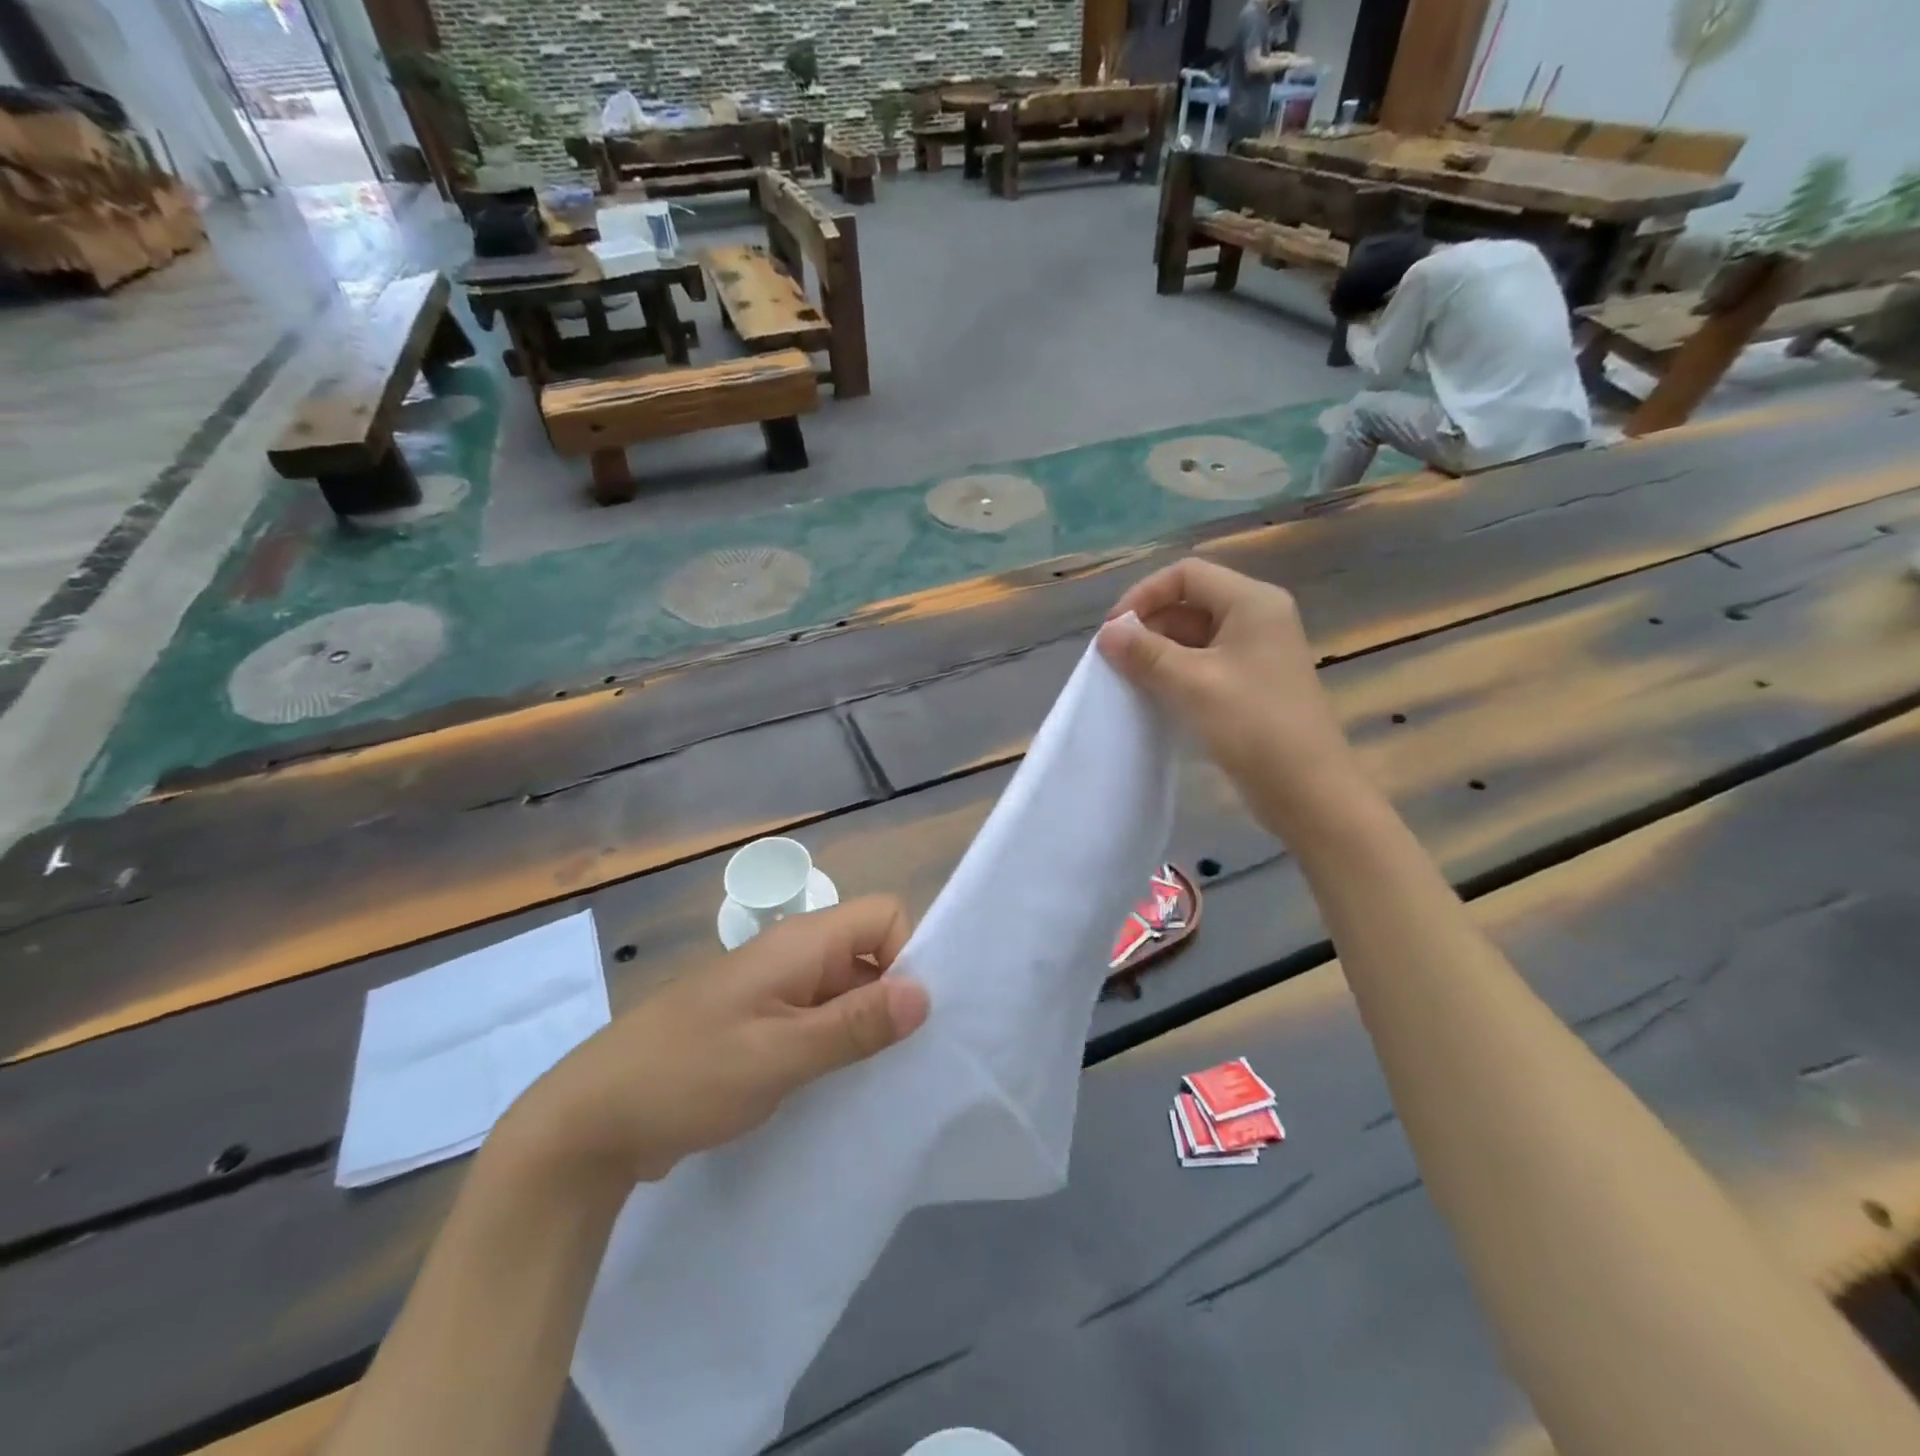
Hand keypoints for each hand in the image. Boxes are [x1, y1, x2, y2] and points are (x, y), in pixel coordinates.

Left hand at [500, 898, 929, 1187]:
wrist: (593, 1120)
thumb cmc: (690, 1074)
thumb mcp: (780, 1054)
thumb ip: (855, 1023)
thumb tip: (927, 993)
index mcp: (801, 943)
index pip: (884, 914)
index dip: (908, 953)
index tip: (907, 1016)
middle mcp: (793, 956)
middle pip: (870, 951)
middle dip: (894, 996)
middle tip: (904, 1058)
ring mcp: (775, 992)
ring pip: (846, 990)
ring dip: (866, 1027)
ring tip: (881, 1079)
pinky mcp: (761, 1025)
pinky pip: (818, 1021)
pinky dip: (836, 1046)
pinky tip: (840, 1087)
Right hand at [1097, 559, 1363, 836]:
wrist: (1306, 789)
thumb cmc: (1253, 725)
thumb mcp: (1192, 683)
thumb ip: (1145, 653)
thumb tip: (1106, 633)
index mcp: (1252, 602)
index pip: (1187, 574)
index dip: (1144, 595)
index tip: (1112, 631)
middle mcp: (1257, 617)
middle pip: (1189, 602)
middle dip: (1148, 625)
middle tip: (1115, 660)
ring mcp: (1256, 652)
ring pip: (1194, 635)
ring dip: (1158, 652)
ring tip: (1128, 679)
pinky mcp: (1251, 682)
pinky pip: (1205, 663)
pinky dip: (1176, 672)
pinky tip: (1153, 695)